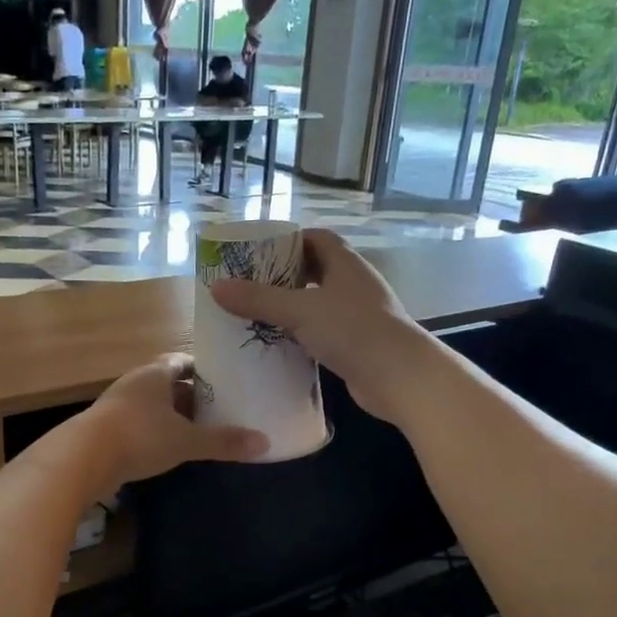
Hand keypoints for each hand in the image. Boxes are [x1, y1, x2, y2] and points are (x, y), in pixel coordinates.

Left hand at [80, 354, 267, 491]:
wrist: (82, 459)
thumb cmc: (140, 437)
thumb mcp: (187, 440)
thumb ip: (223, 441)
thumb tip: (265, 443)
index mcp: (154, 374)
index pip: (182, 361)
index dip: (203, 369)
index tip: (225, 379)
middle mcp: (135, 383)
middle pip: (168, 383)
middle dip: (191, 395)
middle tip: (219, 408)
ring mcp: (117, 406)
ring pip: (152, 406)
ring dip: (172, 416)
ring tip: (199, 430)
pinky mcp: (106, 430)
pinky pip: (139, 425)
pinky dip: (156, 432)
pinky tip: (170, 449)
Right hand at [209, 230, 432, 422]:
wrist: (400, 377)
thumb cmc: (353, 331)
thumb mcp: (300, 311)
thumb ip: (258, 299)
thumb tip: (216, 287)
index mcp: (345, 264)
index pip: (317, 239)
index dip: (289, 240)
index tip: (259, 251)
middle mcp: (353, 284)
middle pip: (315, 270)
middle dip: (284, 276)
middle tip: (249, 285)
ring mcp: (357, 315)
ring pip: (318, 303)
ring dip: (291, 307)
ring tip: (256, 314)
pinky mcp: (356, 344)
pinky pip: (322, 331)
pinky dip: (301, 334)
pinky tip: (278, 345)